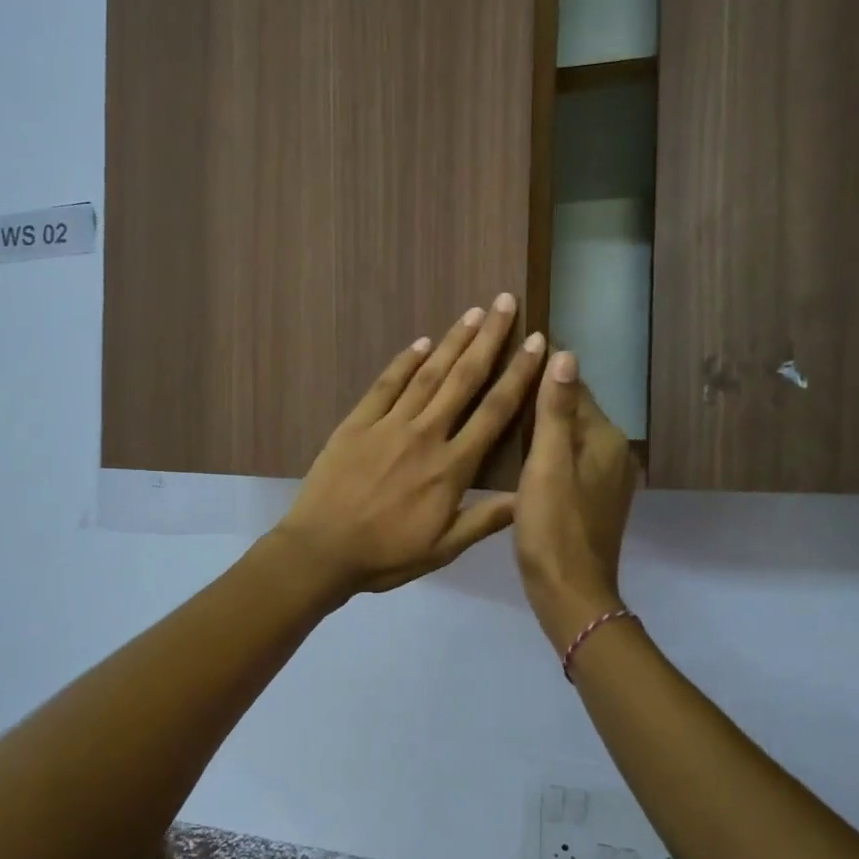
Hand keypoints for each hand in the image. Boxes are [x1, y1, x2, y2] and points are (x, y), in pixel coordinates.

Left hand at [272, 294, 546, 598]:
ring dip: (452, 341)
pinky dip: (404, 362)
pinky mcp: (356, 424)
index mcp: (451, 468)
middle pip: (463, 380)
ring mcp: (388, 425)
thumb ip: (485, 520)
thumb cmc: (385, 555)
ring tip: (474, 312)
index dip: (518, 375)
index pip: (494, 412)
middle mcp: (425, 435)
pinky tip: (421, 343)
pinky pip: (385, 385)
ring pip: (427, 375)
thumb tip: (529, 498)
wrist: (321, 551)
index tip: (537, 343)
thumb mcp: (442, 550)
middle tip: (506, 303)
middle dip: (488, 340)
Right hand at [514, 351, 638, 648]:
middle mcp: (614, 453)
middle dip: (540, 399)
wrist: (569, 593)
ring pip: (569, 439)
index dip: (541, 371)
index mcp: (605, 439)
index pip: (574, 387)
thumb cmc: (553, 527)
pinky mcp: (594, 501)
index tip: (507, 356)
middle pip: (572, 413)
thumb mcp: (547, 464)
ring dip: (542, 427)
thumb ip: (555, 410)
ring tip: (500, 417)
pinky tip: (518, 458)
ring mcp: (606, 480)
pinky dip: (547, 453)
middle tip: (495, 386)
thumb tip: (564, 353)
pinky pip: (568, 463)